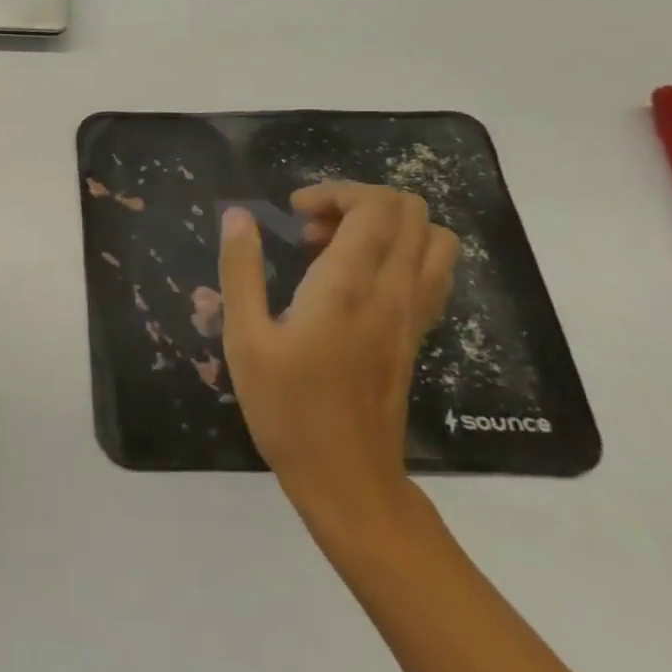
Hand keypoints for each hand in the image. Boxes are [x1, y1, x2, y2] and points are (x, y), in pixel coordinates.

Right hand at [219, 183, 456, 533]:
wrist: (347, 478)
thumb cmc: (287, 409)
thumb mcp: (245, 339)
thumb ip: (241, 270)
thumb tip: (238, 215)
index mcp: (348, 286)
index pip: (374, 207)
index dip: (334, 192)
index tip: (293, 214)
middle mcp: (393, 291)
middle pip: (410, 211)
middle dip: (358, 202)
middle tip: (312, 229)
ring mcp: (414, 314)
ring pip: (433, 238)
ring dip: (386, 226)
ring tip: (337, 249)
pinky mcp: (418, 334)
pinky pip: (432, 271)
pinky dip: (402, 253)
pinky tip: (358, 279)